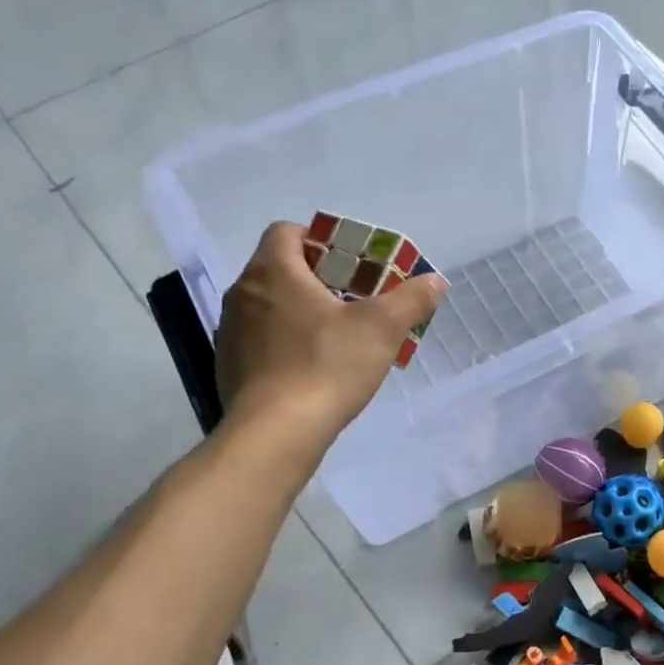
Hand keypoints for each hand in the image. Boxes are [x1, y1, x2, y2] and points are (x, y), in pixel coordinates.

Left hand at [214, 222, 446, 435]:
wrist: (276, 432)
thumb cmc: (327, 365)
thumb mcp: (382, 329)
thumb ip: (411, 299)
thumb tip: (435, 281)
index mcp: (273, 271)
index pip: (287, 231)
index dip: (319, 241)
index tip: (349, 265)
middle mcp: (242, 293)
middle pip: (278, 269)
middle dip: (316, 280)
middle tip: (353, 302)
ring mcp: (230, 331)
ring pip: (268, 307)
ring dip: (298, 313)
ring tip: (334, 337)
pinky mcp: (227, 366)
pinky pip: (259, 341)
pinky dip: (283, 345)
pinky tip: (310, 369)